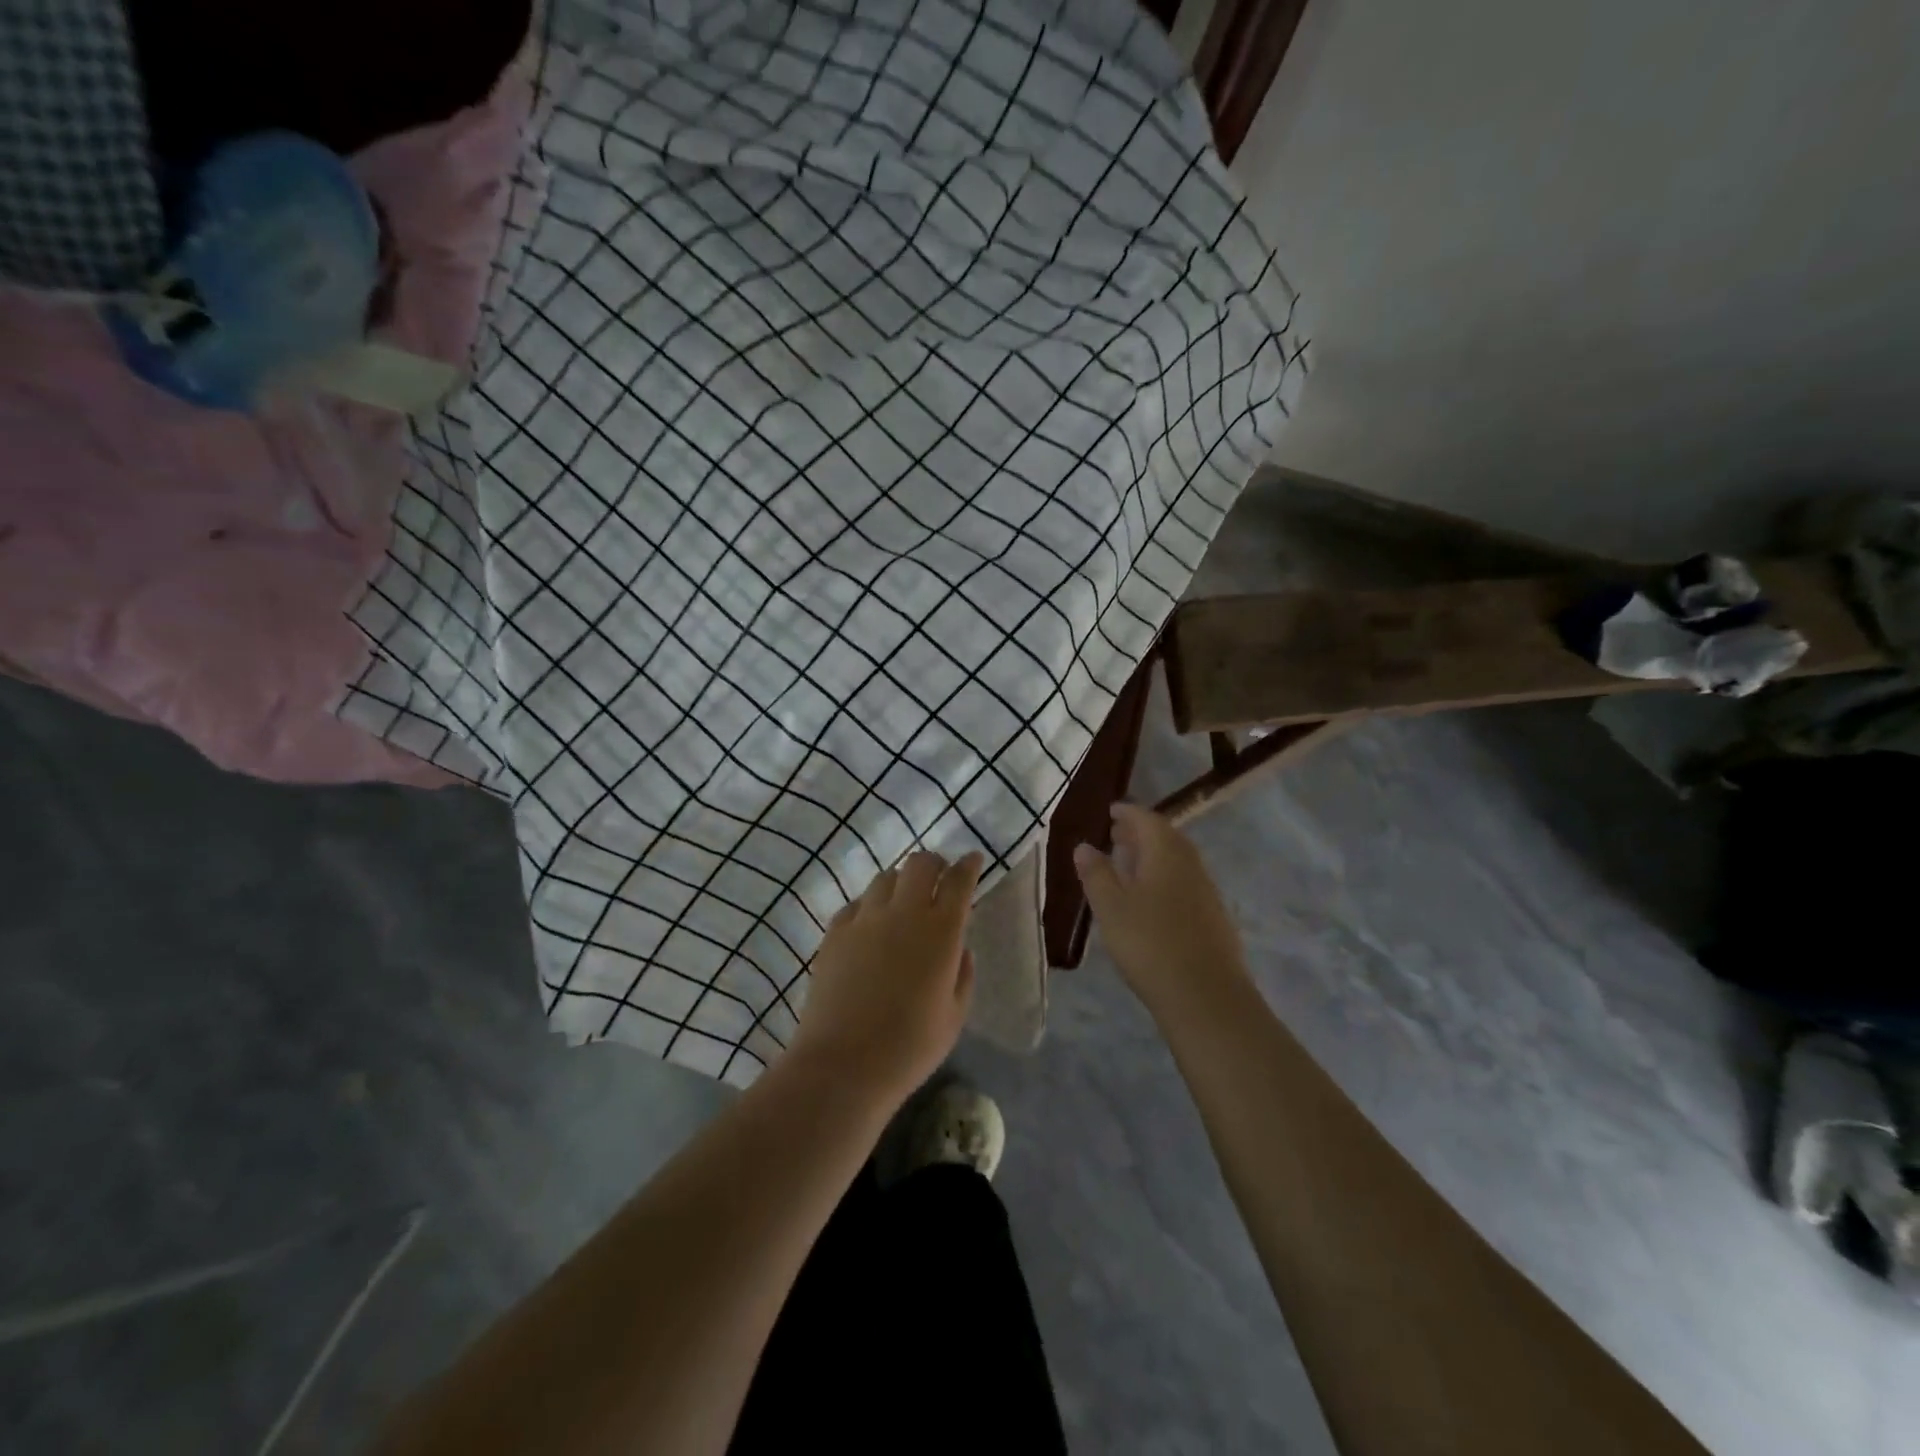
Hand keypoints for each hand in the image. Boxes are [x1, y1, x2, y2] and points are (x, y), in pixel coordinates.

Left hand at [788, 849, 983, 1104]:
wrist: (843, 1064)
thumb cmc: (909, 1047)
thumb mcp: (954, 1016)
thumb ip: (963, 975)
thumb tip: (960, 948)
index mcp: (941, 931)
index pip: (959, 881)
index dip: (968, 866)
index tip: (972, 861)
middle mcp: (904, 913)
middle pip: (920, 864)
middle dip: (934, 864)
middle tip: (939, 879)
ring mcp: (865, 919)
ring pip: (886, 877)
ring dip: (901, 882)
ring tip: (903, 903)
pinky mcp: (835, 931)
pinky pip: (857, 903)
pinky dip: (870, 905)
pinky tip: (871, 926)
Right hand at [1073, 803, 1249, 1019]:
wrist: (1206, 997)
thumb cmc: (1150, 944)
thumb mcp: (1111, 907)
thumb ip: (1096, 873)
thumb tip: (1085, 845)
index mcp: (1166, 853)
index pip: (1147, 819)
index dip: (1127, 813)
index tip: (1110, 811)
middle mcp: (1191, 864)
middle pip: (1166, 838)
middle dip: (1140, 832)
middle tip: (1116, 834)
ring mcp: (1207, 892)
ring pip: (1177, 861)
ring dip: (1153, 856)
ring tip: (1129, 865)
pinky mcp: (1214, 918)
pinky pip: (1185, 883)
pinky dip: (1165, 878)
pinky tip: (1152, 900)